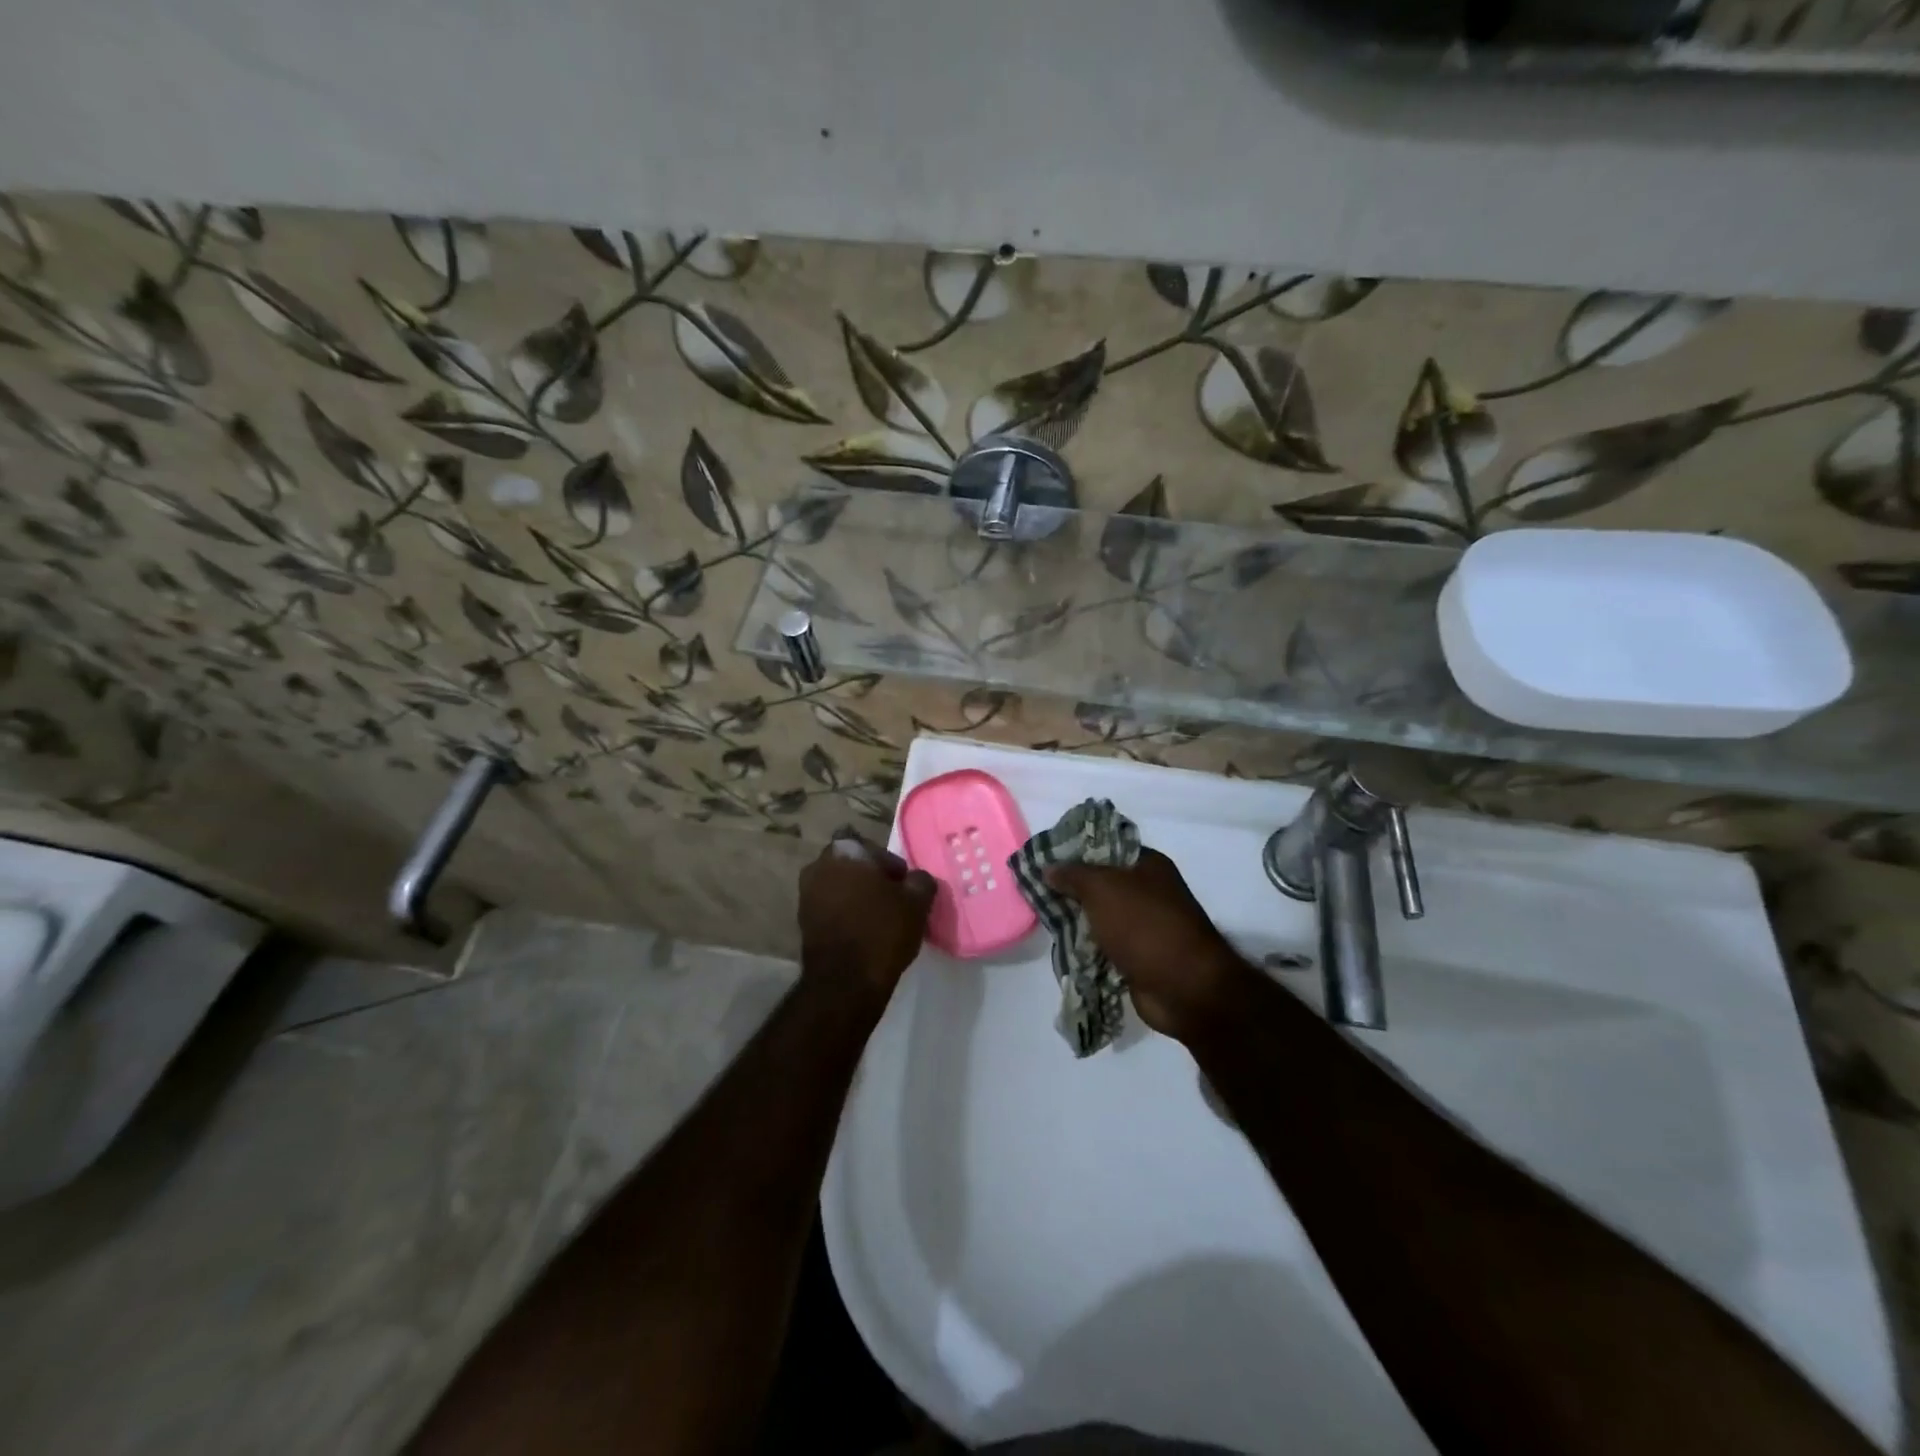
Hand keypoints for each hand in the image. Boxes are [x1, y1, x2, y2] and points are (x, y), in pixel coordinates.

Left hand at [799, 833, 937, 1001]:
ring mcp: (806, 893)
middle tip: (892, 900)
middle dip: (871, 879)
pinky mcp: (802, 920)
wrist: (845, 981)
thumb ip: (921, 880)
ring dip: (856, 896)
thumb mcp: (917, 902)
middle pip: (853, 866)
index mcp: (845, 851)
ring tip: (878, 918)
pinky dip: (844, 913)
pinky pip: (830, 907)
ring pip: (840, 886)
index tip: (903, 886)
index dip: (890, 866)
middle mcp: (819, 865)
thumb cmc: (883, 931)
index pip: (873, 848)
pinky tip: (862, 931)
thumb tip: (916, 879)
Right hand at [1046, 848, 1248, 1042]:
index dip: (1075, 850)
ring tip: (1040, 916)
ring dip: (1075, 919)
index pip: (1106, 847)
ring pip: (1099, 916)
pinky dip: (1085, 946)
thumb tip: (1049, 868)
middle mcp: (1148, 892)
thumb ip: (1073, 875)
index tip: (1044, 857)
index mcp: (1148, 865)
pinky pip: (1104, 945)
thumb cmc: (1145, 926)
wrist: (1184, 988)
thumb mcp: (1102, 889)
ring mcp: (1144, 926)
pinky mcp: (1137, 957)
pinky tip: (1059, 944)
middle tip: (1035, 888)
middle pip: (1100, 883)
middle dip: (1070, 887)